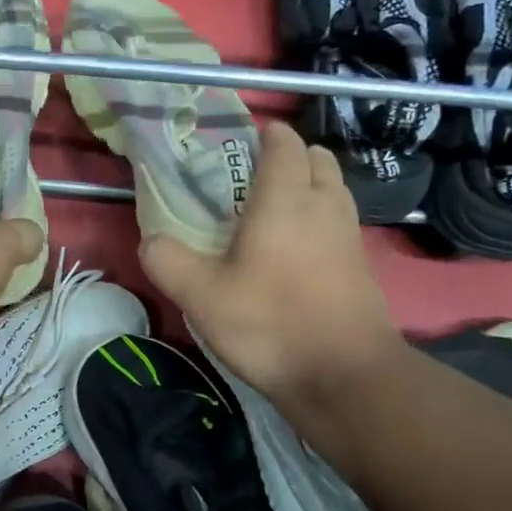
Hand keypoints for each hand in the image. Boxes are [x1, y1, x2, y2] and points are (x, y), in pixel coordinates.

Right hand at [140, 123, 405, 403]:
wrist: (343, 374)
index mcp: (284, 198)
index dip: (264, 136)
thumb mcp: (200, 296)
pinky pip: (340, 222)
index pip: (283, 143)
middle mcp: (323, 205)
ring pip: (332, 189)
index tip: (239, 145)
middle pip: (316, 158)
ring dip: (308, 187)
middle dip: (289, 157)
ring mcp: (349, 235)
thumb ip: (167, 261)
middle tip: (252, 181)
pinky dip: (320, 220)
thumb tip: (151, 240)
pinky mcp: (360, 265)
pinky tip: (295, 252)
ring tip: (272, 214)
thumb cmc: (269, 323)